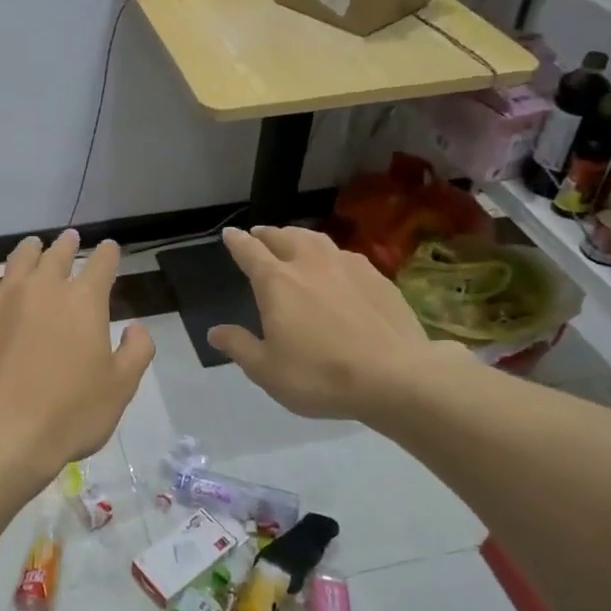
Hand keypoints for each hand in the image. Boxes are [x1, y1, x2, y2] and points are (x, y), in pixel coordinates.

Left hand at [0, 230, 154, 481]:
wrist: (0, 431)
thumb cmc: (69, 413)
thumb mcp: (120, 388)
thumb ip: (136, 352)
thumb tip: (138, 327)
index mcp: (85, 301)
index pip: (102, 264)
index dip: (108, 254)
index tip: (109, 249)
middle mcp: (44, 288)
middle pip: (58, 254)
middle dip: (68, 245)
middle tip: (70, 238)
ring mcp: (4, 297)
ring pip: (20, 259)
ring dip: (31, 250)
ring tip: (34, 246)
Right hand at [209, 225, 448, 420]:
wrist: (395, 376)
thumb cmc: (320, 375)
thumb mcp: (267, 370)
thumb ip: (239, 346)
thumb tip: (215, 332)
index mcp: (276, 283)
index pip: (250, 252)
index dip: (237, 242)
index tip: (230, 234)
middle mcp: (309, 264)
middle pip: (283, 237)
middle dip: (267, 234)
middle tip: (259, 235)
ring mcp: (347, 266)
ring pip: (316, 239)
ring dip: (298, 235)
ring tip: (293, 239)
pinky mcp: (377, 277)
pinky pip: (345, 255)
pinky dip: (330, 253)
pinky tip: (335, 264)